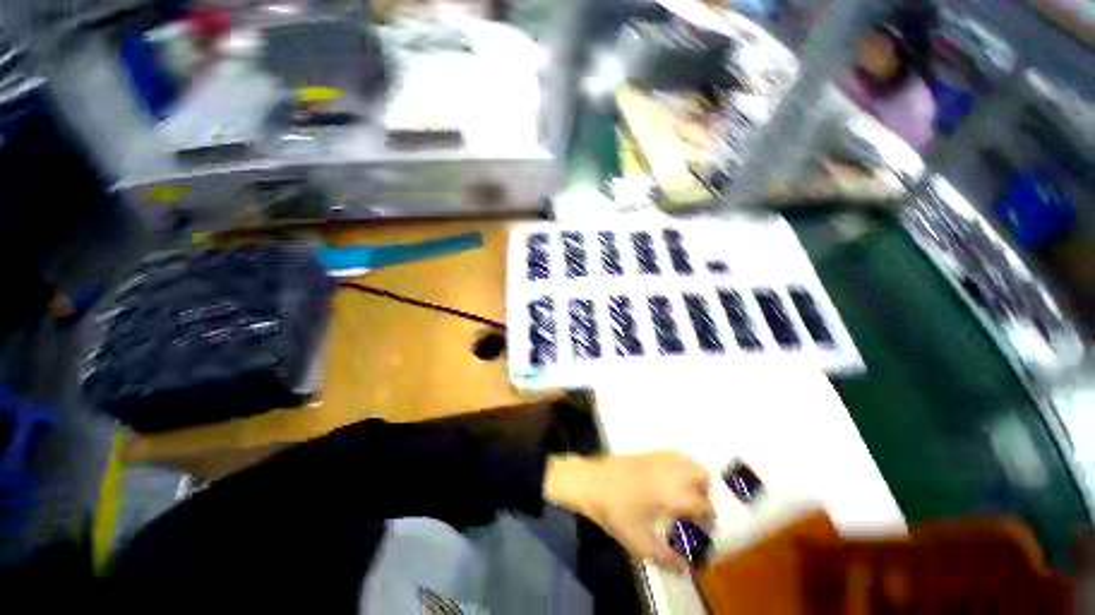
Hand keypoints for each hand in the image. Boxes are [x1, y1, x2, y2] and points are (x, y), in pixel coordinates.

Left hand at [544, 451, 712, 570]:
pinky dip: (679, 464)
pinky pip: (672, 454)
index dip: (708, 519)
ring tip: (684, 493)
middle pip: (702, 476)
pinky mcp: (647, 452)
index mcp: (673, 494)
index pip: (704, 504)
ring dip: (693, 476)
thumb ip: (666, 558)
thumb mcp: (639, 542)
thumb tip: (685, 569)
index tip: (703, 530)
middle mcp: (671, 472)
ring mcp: (658, 458)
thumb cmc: (615, 512)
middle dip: (704, 493)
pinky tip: (668, 478)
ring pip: (688, 461)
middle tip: (694, 509)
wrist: (591, 481)